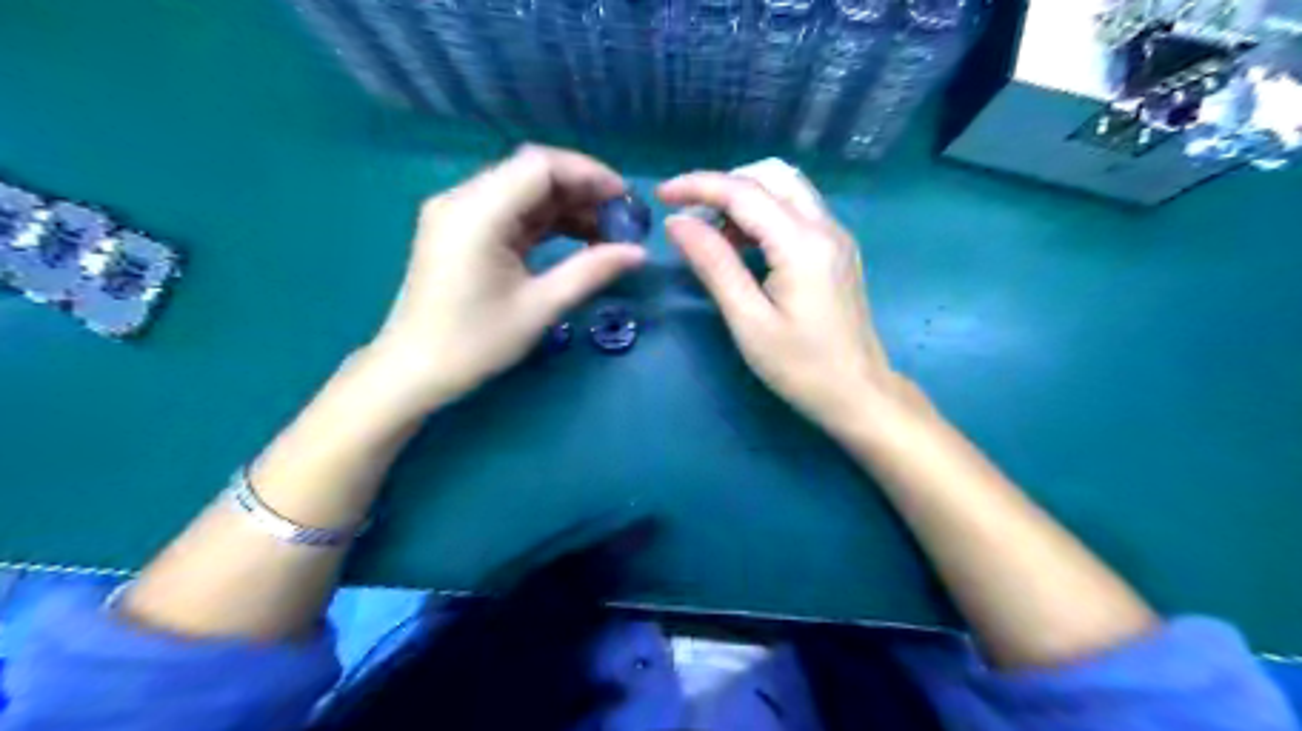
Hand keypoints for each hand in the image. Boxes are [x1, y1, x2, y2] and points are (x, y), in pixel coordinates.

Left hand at [362, 145, 648, 409]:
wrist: (414, 370)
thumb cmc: (475, 343)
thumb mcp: (540, 307)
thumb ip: (591, 271)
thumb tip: (639, 252)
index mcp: (477, 213)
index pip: (540, 166)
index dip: (588, 174)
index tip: (625, 199)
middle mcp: (463, 199)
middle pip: (531, 172)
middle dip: (582, 189)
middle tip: (621, 217)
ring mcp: (458, 213)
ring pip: (523, 190)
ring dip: (566, 205)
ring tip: (606, 230)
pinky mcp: (461, 230)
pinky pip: (510, 211)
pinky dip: (545, 220)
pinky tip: (577, 237)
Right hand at [663, 169, 907, 432]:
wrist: (859, 394)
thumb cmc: (801, 367)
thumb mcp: (748, 321)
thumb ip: (714, 265)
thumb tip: (678, 223)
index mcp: (802, 243)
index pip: (744, 192)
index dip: (698, 186)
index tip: (662, 196)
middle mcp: (825, 227)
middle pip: (771, 175)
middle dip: (724, 185)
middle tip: (690, 217)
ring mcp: (836, 236)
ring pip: (787, 188)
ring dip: (745, 196)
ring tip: (713, 234)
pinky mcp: (838, 250)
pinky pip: (798, 210)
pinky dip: (765, 212)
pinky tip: (744, 245)